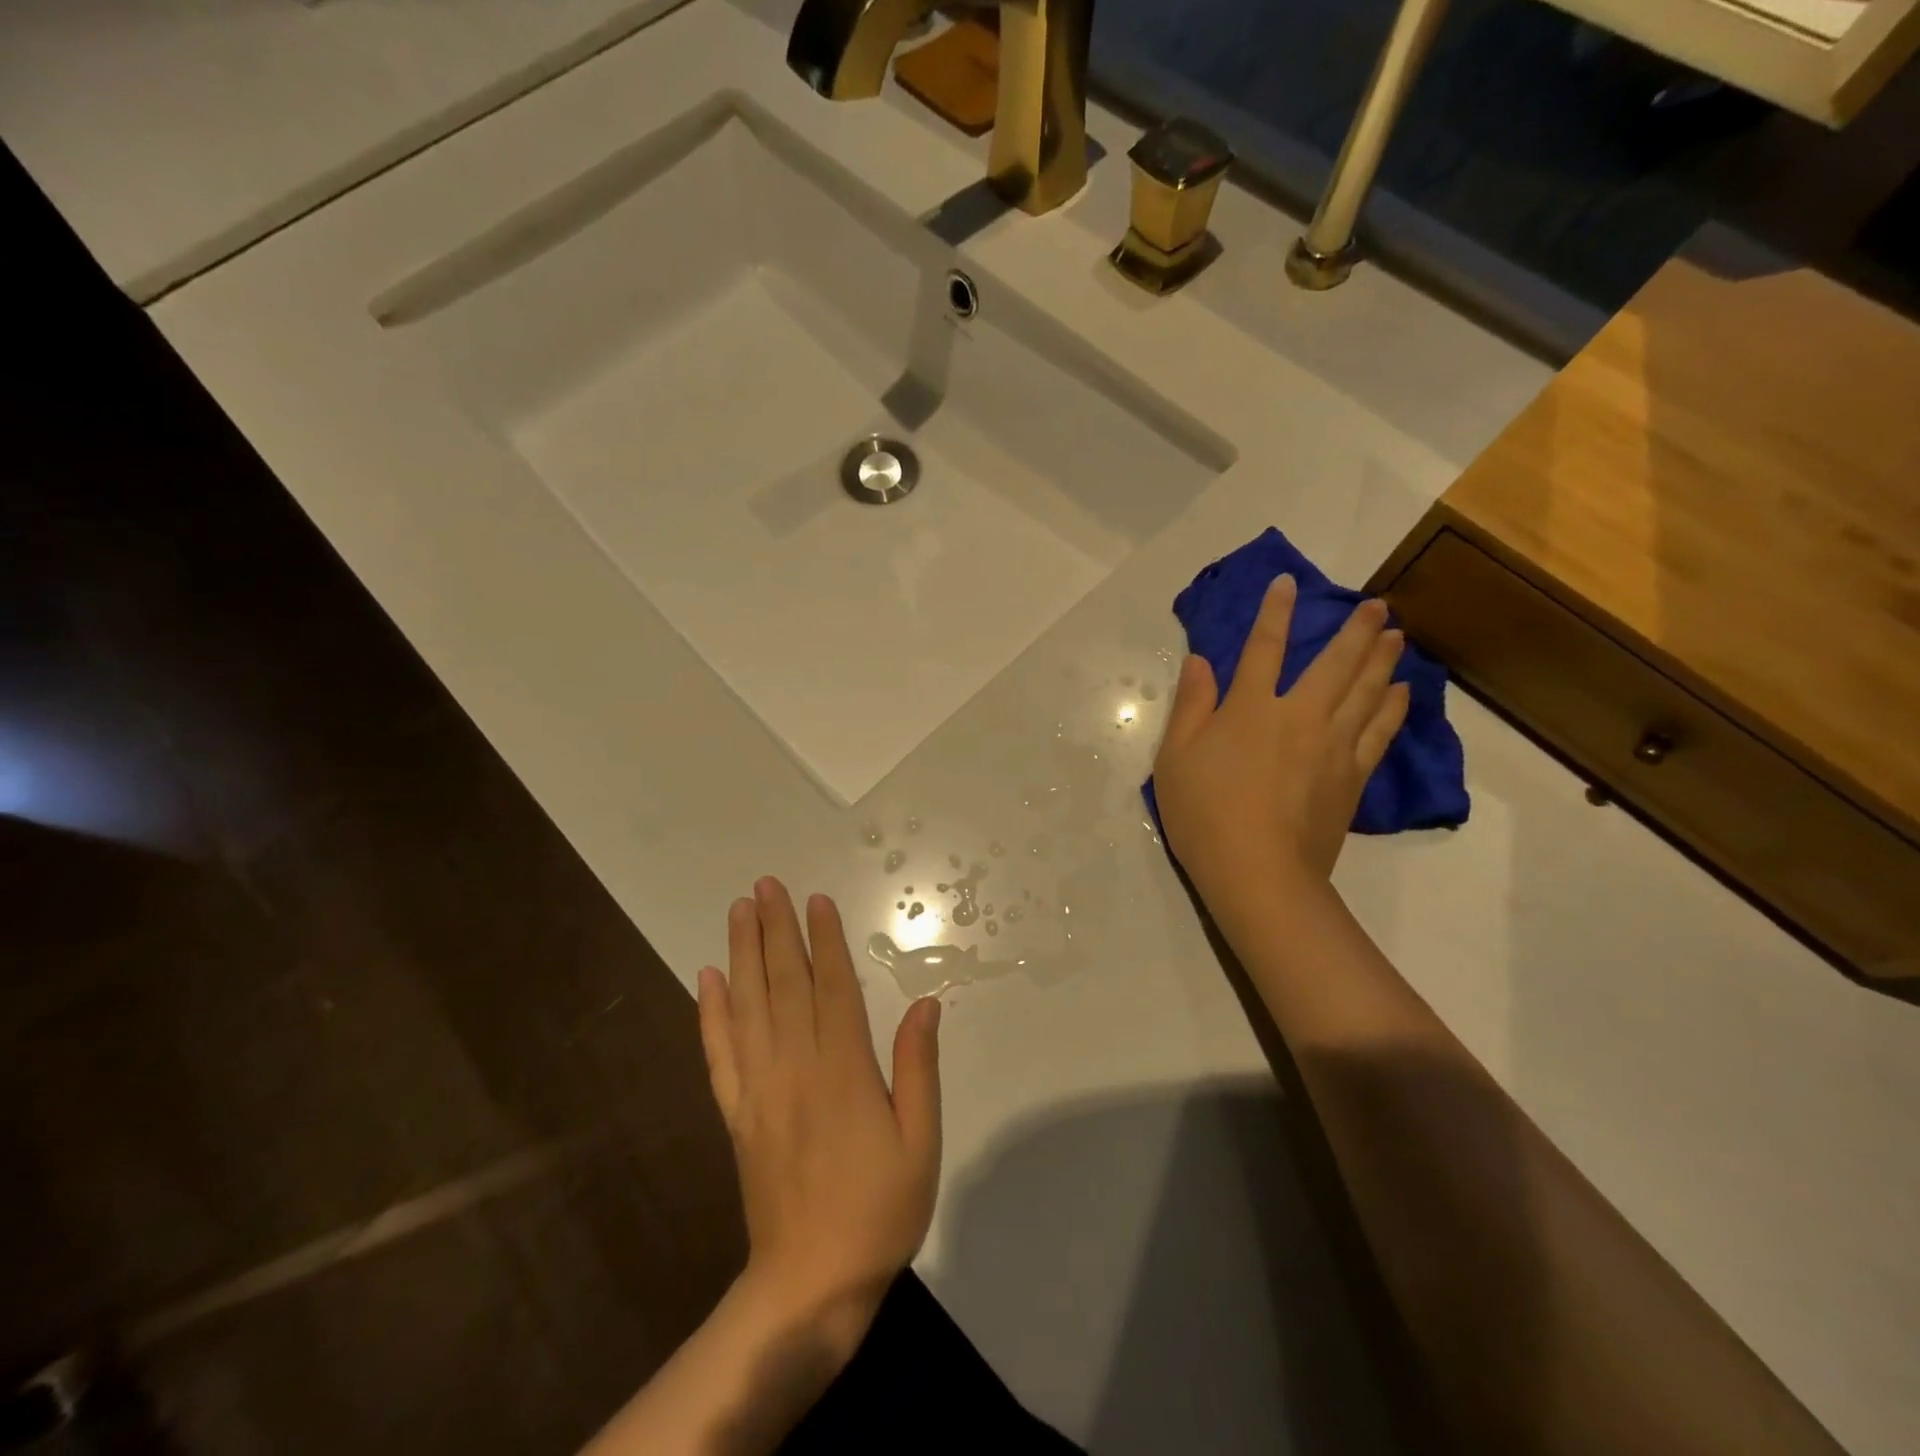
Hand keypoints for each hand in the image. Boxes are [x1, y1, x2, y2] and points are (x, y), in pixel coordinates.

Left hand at [697, 878, 942, 1362]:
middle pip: (784, 984)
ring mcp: (760, 1089)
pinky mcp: (737, 1114)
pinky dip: (711, 1013)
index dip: (824, 940)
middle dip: (775, 930)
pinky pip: (719, 1053)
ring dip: (742, 954)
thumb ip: (918, 1068)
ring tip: (739, 911)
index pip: (832, 988)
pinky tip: (707, 979)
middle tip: (766, 885)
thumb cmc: (879, 1210)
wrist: (810, 1284)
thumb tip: (926, 1004)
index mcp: (844, 1070)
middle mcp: (795, 1067)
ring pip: (748, 1006)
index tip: (815, 900)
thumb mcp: (921, 1142)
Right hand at [1152, 575, 1408, 909]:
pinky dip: (1394, 707)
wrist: (1258, 873)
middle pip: (1334, 663)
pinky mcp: (1352, 776)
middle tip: (1375, 604)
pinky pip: (1380, 731)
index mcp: (1249, 708)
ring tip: (1395, 635)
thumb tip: (1201, 661)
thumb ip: (1191, 706)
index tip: (1288, 583)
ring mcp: (1332, 746)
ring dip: (1382, 659)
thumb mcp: (1175, 758)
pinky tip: (1402, 691)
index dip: (1274, 613)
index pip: (1263, 648)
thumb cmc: (1204, 814)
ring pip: (1366, 691)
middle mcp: (1298, 716)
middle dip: (1354, 630)